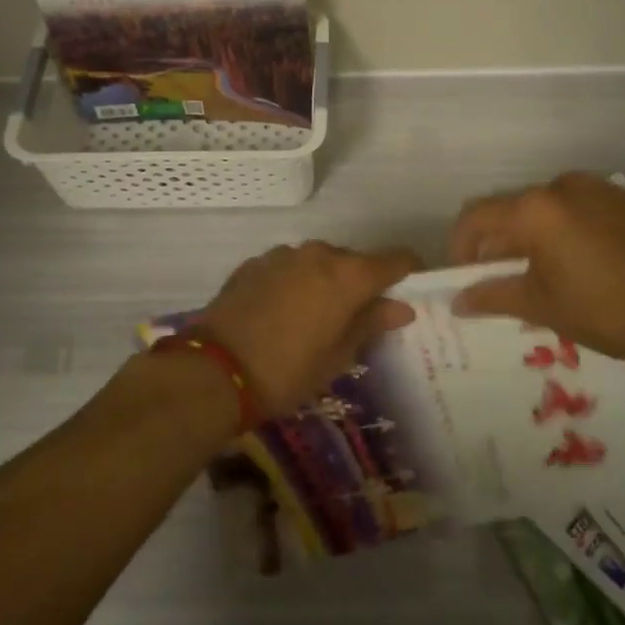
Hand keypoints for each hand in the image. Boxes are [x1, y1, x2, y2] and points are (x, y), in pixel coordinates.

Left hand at [197, 242, 420, 415]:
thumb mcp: (338, 356)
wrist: (214, 371)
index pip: (395, 260)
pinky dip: (295, 283)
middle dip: (362, 284)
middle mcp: (318, 253)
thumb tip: (401, 307)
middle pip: (354, 261)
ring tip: (315, 318)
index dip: (408, 272)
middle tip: (357, 318)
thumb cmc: (288, 371)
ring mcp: (283, 255)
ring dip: (325, 282)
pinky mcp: (254, 264)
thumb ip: (371, 323)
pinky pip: (288, 268)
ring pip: (318, 262)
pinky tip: (282, 313)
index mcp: (348, 275)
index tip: (410, 291)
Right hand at [447, 172, 624, 371]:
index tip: (463, 277)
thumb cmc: (605, 312)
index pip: (477, 217)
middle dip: (497, 242)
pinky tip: (579, 263)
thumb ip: (492, 295)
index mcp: (537, 208)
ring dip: (532, 235)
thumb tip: (457, 300)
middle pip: (512, 208)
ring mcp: (601, 189)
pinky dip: (565, 229)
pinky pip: (580, 208)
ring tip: (540, 273)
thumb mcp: (541, 305)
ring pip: (547, 207)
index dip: (460, 246)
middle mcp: (564, 185)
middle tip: (499, 279)